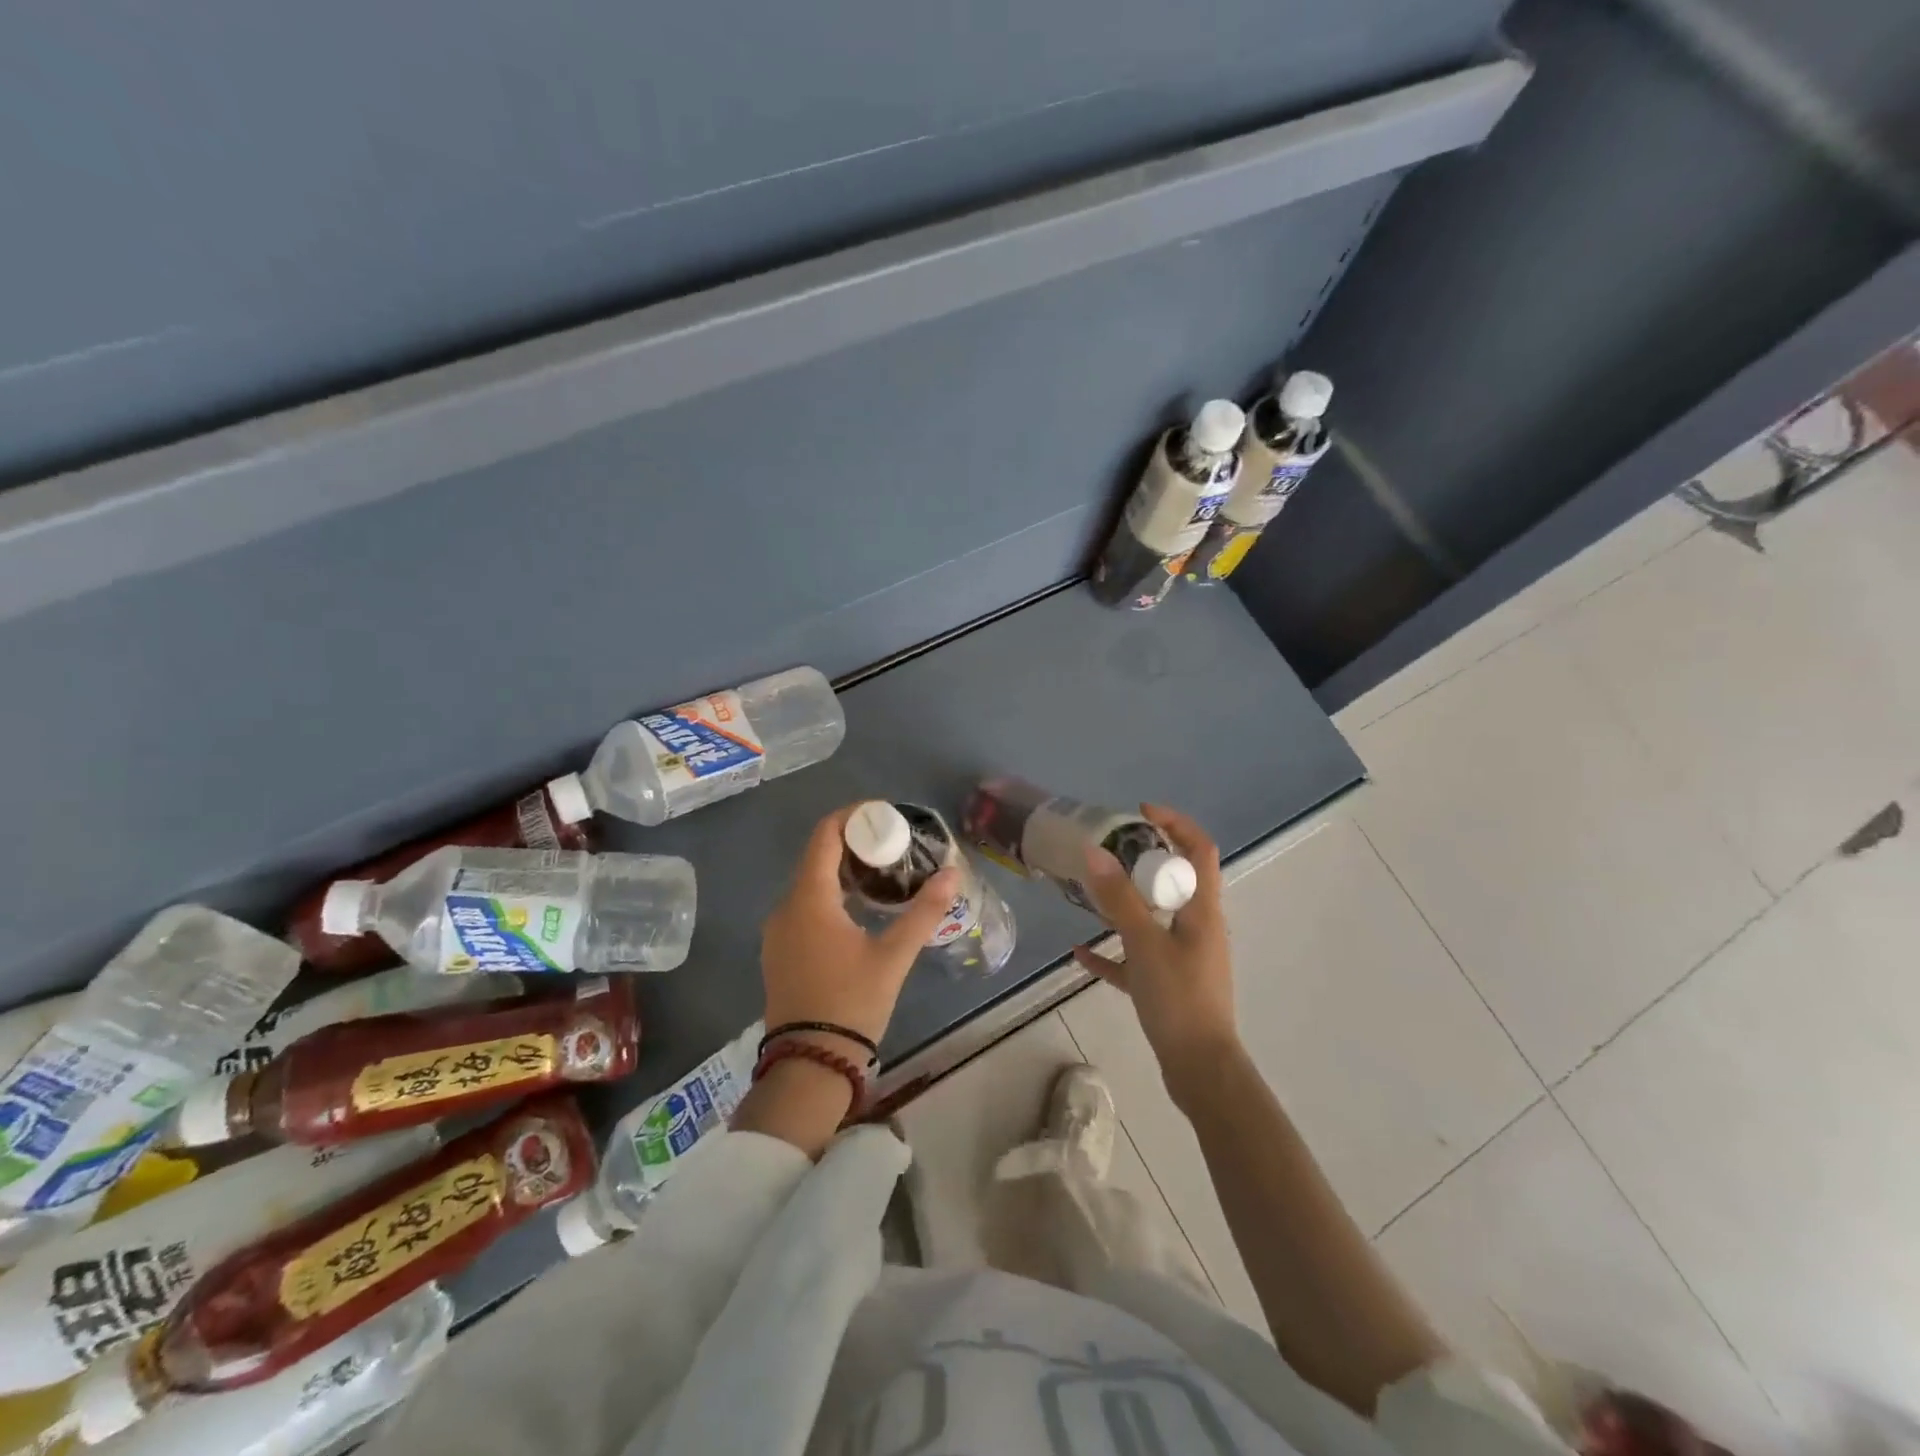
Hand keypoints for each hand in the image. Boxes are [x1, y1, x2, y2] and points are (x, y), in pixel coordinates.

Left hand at [760, 805, 960, 1051]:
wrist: (809, 1063)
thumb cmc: (852, 1002)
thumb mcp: (893, 956)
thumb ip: (923, 912)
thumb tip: (952, 874)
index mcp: (809, 899)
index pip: (825, 836)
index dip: (851, 817)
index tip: (882, 815)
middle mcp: (786, 907)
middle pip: (817, 856)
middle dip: (853, 844)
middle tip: (892, 845)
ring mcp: (778, 931)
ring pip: (809, 883)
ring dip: (842, 871)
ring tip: (881, 874)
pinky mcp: (779, 951)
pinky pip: (803, 906)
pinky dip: (829, 895)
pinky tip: (858, 909)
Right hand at [1072, 804, 1239, 1104]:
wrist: (1200, 1069)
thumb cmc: (1179, 999)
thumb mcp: (1145, 943)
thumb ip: (1119, 899)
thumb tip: (1095, 852)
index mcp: (1202, 910)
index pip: (1199, 850)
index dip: (1175, 823)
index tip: (1140, 812)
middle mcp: (1197, 927)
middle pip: (1174, 880)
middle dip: (1142, 860)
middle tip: (1107, 851)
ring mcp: (1183, 957)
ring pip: (1154, 917)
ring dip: (1126, 902)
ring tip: (1091, 891)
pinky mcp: (1167, 984)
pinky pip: (1137, 956)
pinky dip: (1113, 950)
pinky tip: (1081, 952)